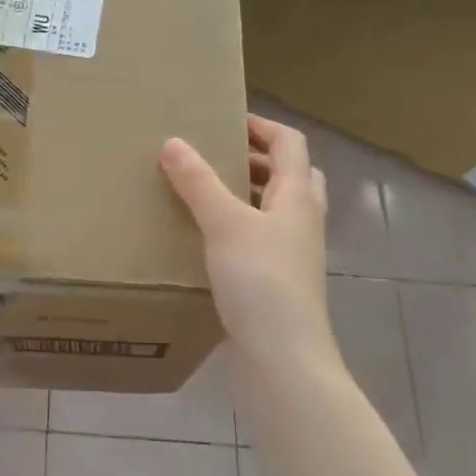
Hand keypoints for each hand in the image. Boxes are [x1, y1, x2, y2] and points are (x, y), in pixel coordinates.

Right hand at [160, 116, 334, 362]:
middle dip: (255, 159)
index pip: (289, 143)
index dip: (261, 126)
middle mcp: (303, 219)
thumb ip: (198, 182)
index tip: (225, 120)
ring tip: (207, 191)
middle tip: (216, 155)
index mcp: (297, 197)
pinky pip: (262, 238)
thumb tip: (173, 141)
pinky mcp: (280, 279)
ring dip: (248, 193)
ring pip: (276, 208)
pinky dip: (240, 226)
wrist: (284, 355)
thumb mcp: (224, 224)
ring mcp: (294, 252)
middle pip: (289, 174)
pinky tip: (210, 238)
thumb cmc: (260, 281)